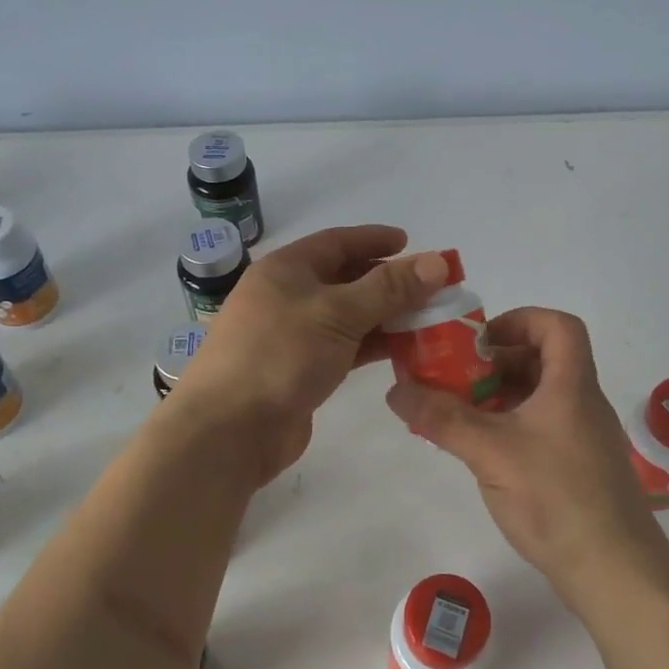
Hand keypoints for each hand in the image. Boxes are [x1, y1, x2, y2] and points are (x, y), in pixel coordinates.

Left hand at [172, 225, 449, 484]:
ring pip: (347, 316)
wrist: (230, 429)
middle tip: (431, 287)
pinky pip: (344, 347)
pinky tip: (403, 350)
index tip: (412, 244)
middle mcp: (287, 296)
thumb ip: (390, 288)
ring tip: (428, 319)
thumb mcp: (339, 313)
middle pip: (345, 279)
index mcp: (286, 269)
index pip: (337, 242)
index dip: (375, 240)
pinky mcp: (300, 370)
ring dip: (385, 316)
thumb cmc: (280, 355)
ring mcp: (292, 335)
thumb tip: (438, 261)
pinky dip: (372, 345)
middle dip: (388, 282)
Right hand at [385, 307, 668, 599]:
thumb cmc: (556, 498)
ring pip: (540, 398)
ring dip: (499, 397)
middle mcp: (582, 404)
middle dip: (496, 363)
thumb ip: (441, 418)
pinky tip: (482, 452)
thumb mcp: (490, 452)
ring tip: (459, 414)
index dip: (519, 320)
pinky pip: (541, 429)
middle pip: (543, 361)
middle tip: (456, 379)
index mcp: (571, 385)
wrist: (615, 572)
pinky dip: (510, 427)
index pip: (558, 326)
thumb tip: (394, 390)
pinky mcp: (579, 469)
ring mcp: (584, 438)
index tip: (480, 342)